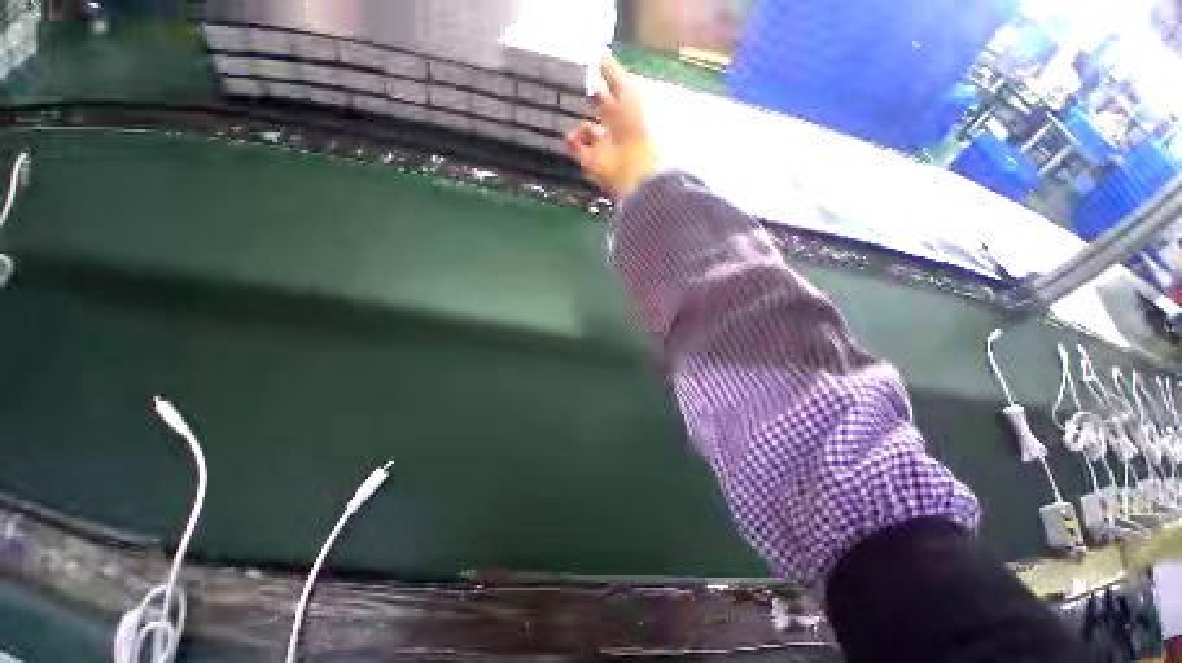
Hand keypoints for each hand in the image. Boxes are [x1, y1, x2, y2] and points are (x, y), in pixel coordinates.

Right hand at [566, 55, 659, 201]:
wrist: (631, 165)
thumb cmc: (633, 127)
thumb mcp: (626, 91)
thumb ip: (612, 72)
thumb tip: (600, 51)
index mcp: (623, 110)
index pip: (606, 93)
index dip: (597, 83)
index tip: (583, 72)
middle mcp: (611, 128)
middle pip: (594, 112)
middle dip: (584, 104)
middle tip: (571, 94)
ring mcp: (601, 145)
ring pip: (584, 130)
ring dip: (582, 126)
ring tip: (588, 129)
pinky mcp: (591, 161)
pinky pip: (576, 149)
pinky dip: (572, 142)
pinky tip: (572, 138)